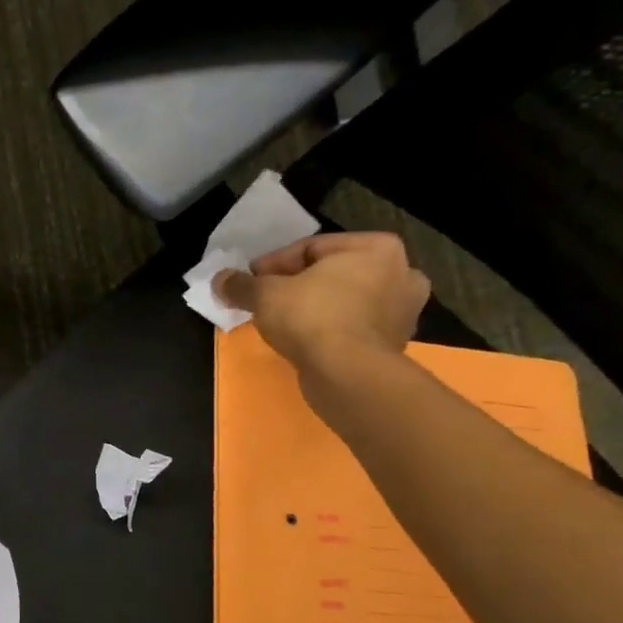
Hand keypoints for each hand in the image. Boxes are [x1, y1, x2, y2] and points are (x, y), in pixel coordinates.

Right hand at [214, 232, 429, 374]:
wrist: (347, 374)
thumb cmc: (312, 318)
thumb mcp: (264, 294)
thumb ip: (241, 284)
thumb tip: (219, 280)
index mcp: (377, 248)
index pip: (311, 247)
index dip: (273, 264)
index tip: (251, 281)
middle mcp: (401, 273)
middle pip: (332, 273)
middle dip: (297, 285)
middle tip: (266, 300)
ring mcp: (403, 312)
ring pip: (345, 301)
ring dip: (315, 308)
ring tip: (283, 322)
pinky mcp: (394, 344)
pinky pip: (353, 328)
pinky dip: (330, 331)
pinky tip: (304, 341)